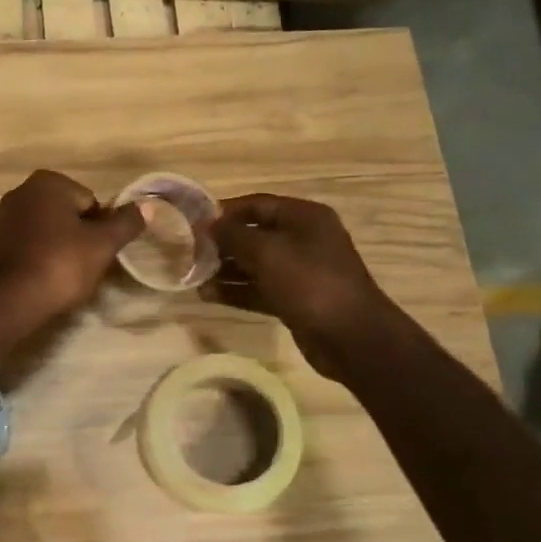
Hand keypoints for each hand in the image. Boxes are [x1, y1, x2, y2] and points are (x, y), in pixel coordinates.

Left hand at [0, 170, 142, 322]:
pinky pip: (31, 244)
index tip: (98, 251)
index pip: (91, 201)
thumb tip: (147, 206)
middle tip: (85, 264)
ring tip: (66, 275)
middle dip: (80, 236)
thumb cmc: (61, 264)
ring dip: (61, 247)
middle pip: (69, 214)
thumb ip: (126, 223)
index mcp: (47, 182)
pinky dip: (41, 256)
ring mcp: (5, 217)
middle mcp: (22, 191)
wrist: (10, 300)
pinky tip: (46, 278)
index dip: (100, 228)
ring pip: (49, 229)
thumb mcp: (102, 244)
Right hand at [205, 193, 391, 372]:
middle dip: (223, 243)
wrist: (350, 337)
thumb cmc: (308, 282)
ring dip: (225, 269)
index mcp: (304, 217)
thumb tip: (208, 225)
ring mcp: (301, 271)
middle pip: (255, 234)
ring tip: (194, 277)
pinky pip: (260, 288)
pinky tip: (208, 295)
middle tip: (190, 253)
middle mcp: (304, 239)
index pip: (257, 204)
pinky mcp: (295, 299)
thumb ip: (233, 235)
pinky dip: (236, 290)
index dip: (225, 212)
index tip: (194, 223)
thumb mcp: (266, 252)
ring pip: (255, 264)